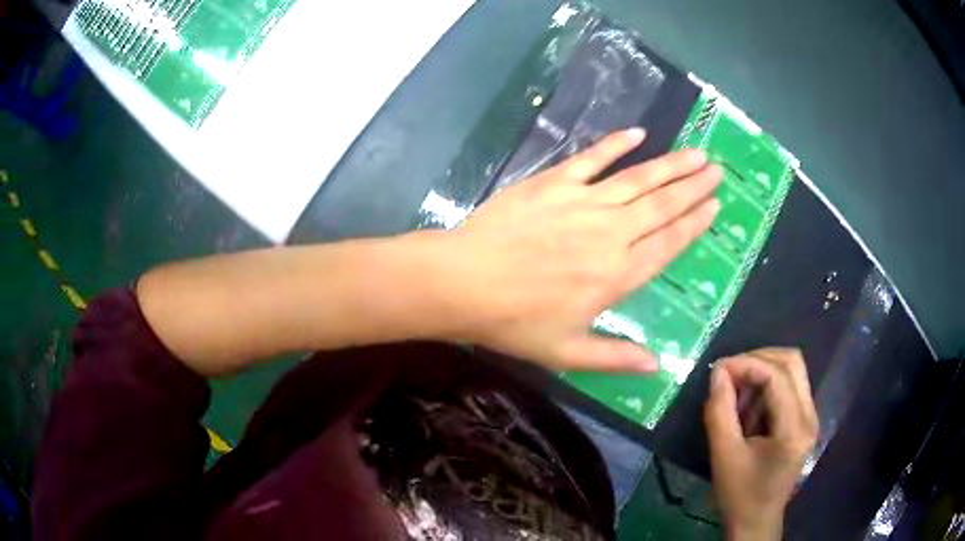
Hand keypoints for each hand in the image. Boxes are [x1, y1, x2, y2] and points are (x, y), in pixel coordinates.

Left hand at [436, 128, 721, 371]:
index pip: (668, 244)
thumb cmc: (514, 322)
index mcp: (617, 276)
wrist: (463, 283)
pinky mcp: (554, 182)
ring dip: (670, 165)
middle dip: (693, 188)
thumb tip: (657, 364)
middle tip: (717, 171)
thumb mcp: (566, 353)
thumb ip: (615, 358)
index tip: (715, 206)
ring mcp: (583, 203)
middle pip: (662, 207)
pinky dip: (616, 145)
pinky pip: (592, 159)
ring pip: (638, 179)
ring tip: (696, 153)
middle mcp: (611, 234)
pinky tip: (638, 134)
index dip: (694, 224)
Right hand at [703, 348, 818, 540]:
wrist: (756, 521)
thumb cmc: (739, 494)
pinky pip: (789, 386)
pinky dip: (766, 386)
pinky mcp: (804, 420)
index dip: (746, 364)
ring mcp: (810, 416)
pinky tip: (748, 406)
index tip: (717, 370)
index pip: (777, 376)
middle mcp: (810, 415)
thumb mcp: (723, 455)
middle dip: (757, 359)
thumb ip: (720, 411)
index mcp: (794, 428)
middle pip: (791, 362)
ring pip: (792, 370)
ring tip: (736, 392)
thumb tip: (717, 372)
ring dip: (762, 372)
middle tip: (728, 374)